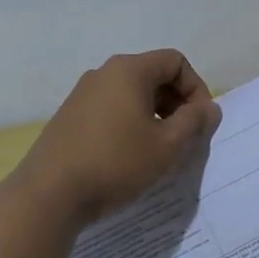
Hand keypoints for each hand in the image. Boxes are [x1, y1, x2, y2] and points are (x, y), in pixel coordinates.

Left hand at [14, 49, 222, 229]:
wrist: (48, 195)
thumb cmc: (116, 163)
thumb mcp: (167, 146)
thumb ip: (194, 122)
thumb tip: (210, 109)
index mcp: (129, 70)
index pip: (175, 62)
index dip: (196, 88)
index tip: (200, 122)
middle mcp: (104, 73)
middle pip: (153, 75)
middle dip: (176, 103)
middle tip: (184, 138)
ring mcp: (82, 94)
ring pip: (132, 94)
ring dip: (154, 115)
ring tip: (159, 150)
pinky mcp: (69, 117)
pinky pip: (111, 109)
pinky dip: (130, 123)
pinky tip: (130, 156)